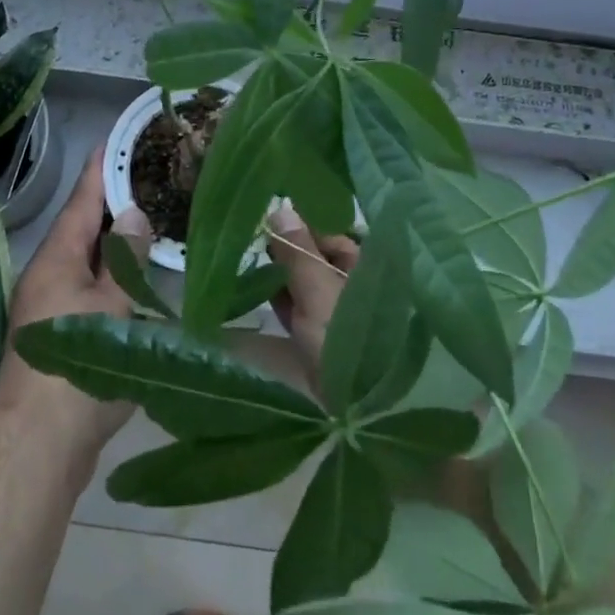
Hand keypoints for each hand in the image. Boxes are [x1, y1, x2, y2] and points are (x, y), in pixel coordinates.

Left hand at [0, 149, 133, 455]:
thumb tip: (133, 213)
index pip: (81, 201)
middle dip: (112, 206)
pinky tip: (138, 283)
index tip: (112, 142)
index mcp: (57, 258)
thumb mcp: (111, 304)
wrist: (38, 443)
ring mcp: (53, 308)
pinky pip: (91, 292)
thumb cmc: (78, 364)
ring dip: (115, 246)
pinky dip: (114, 280)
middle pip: (83, 230)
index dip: (98, 171)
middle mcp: (50, 276)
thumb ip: (125, 258)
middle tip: (147, 181)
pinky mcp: (64, 337)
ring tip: (149, 225)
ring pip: (89, 263)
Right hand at [261, 201, 358, 377]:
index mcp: (366, 267)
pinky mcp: (323, 338)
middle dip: (287, 249)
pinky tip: (255, 288)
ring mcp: (339, 313)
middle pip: (317, 257)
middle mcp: (355, 285)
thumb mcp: (317, 288)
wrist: (357, 407)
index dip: (300, 225)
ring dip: (280, 273)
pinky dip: (281, 298)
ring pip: (306, 282)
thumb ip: (297, 250)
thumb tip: (280, 207)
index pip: (330, 233)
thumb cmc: (344, 336)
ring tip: (248, 259)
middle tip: (253, 237)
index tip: (268, 217)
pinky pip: (299, 308)